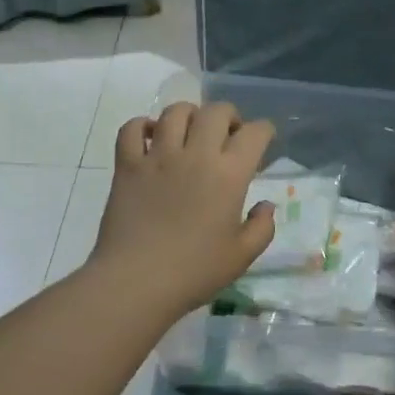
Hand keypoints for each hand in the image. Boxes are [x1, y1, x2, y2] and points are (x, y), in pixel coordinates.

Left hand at [89, 102, 276, 317]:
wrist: (135, 283)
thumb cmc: (194, 272)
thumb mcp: (242, 257)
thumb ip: (262, 227)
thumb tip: (266, 205)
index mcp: (229, 175)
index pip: (255, 133)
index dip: (264, 131)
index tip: (263, 141)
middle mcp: (196, 155)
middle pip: (216, 111)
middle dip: (229, 116)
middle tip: (228, 136)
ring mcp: (158, 156)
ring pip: (175, 112)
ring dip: (189, 115)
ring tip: (191, 132)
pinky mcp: (127, 165)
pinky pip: (131, 129)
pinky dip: (141, 126)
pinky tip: (149, 139)